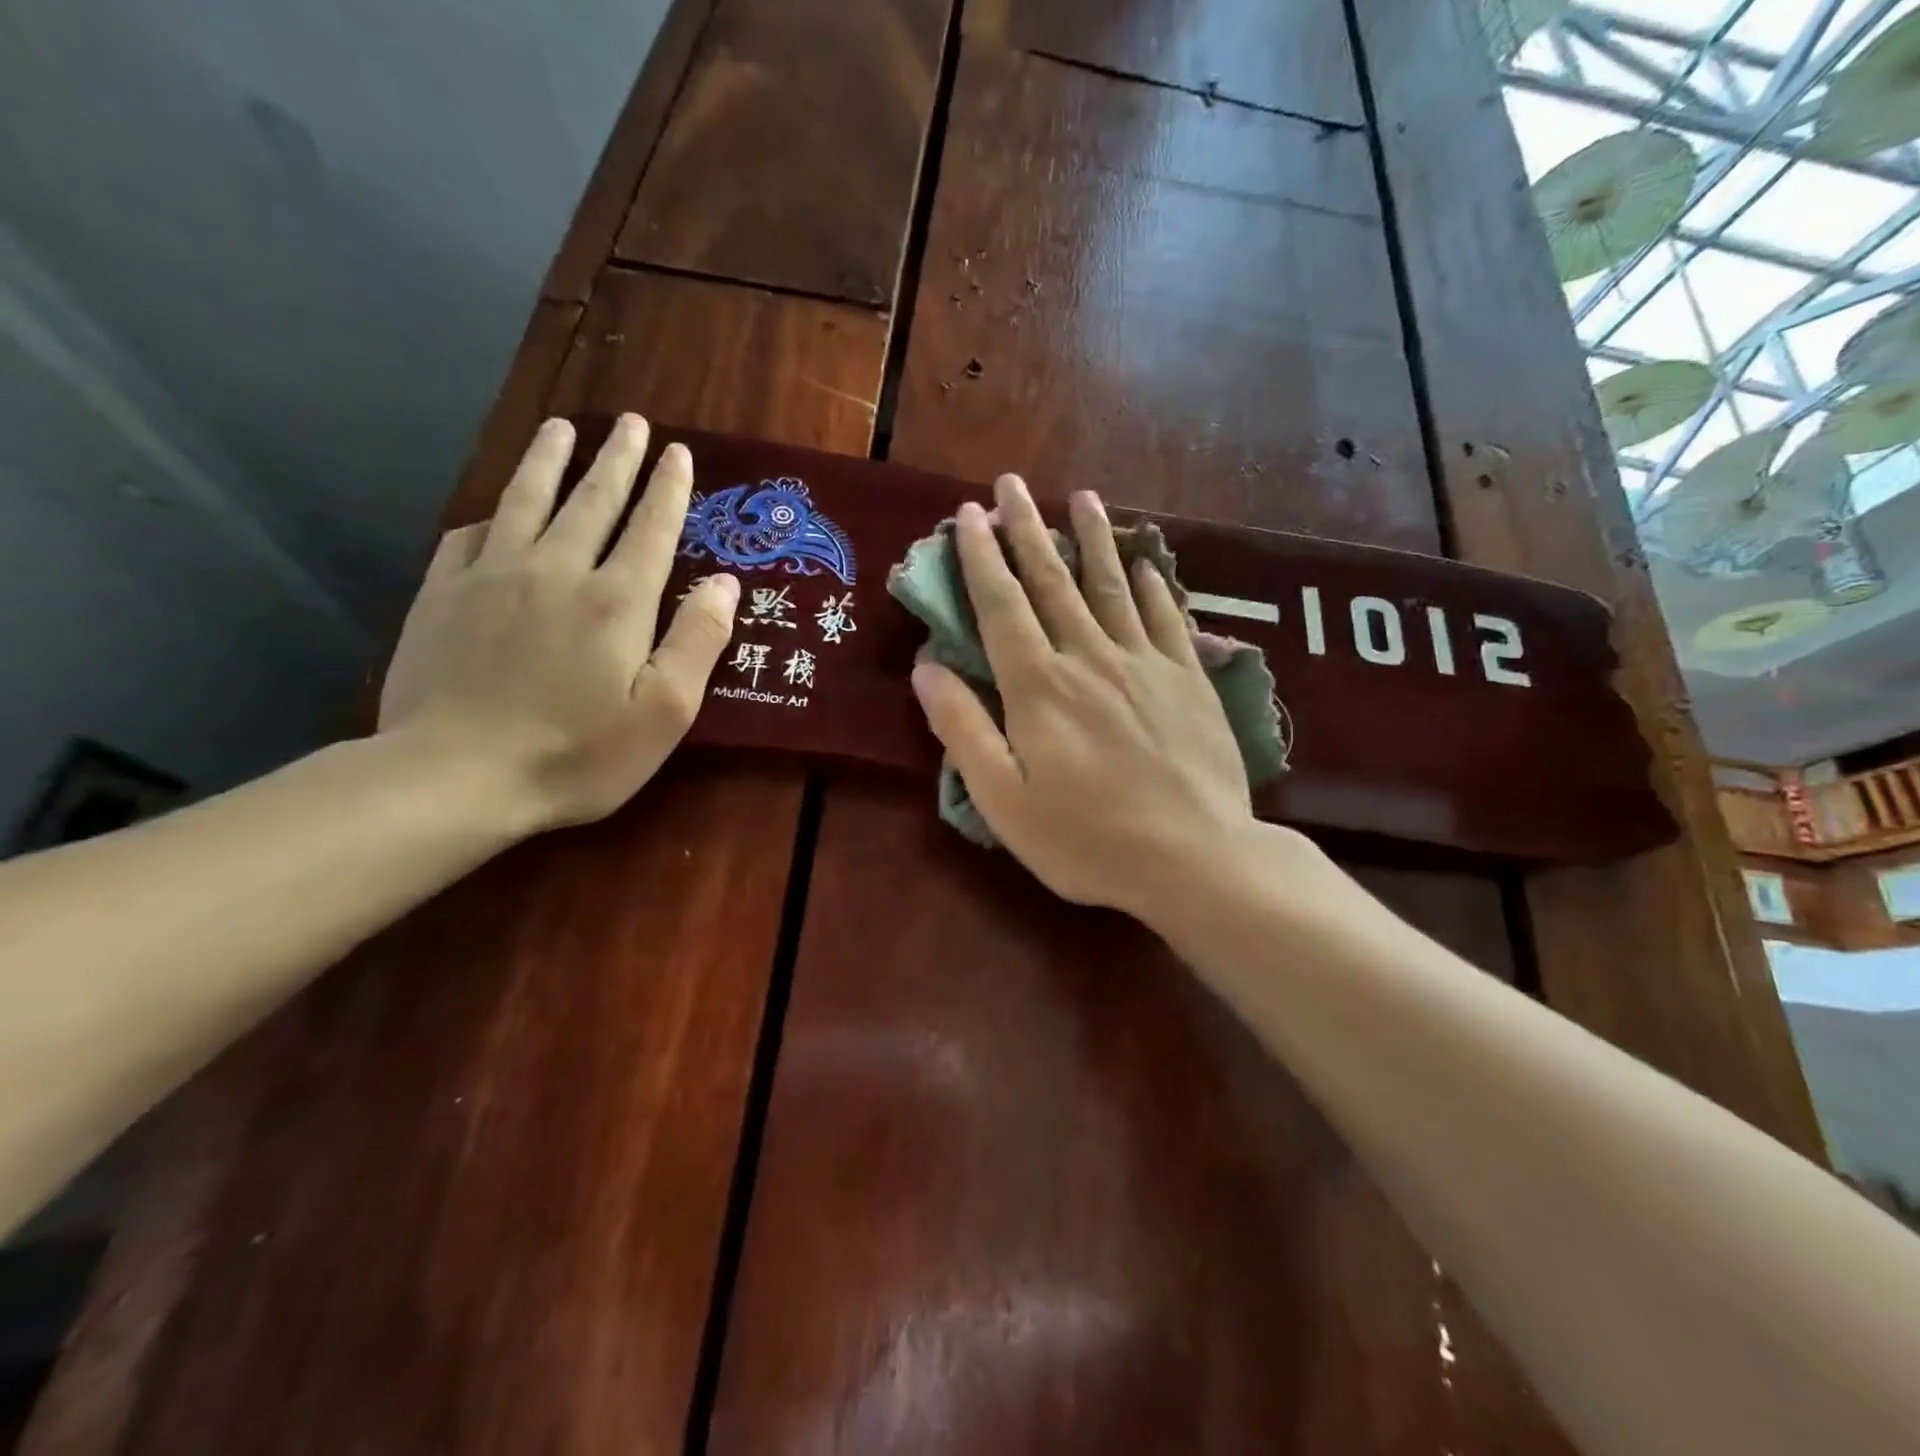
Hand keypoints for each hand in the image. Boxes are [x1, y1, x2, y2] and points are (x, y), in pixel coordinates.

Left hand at [379, 415, 737, 830]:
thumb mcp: (664, 711)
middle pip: (592, 501)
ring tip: (562, 428)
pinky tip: (495, 510)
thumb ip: (698, 641)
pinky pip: (467, 536)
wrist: (455, 776)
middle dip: (616, 459)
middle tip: (632, 423)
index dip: (668, 489)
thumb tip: (724, 582)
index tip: (678, 452)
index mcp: (617, 600)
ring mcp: (491, 578)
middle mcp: (557, 571)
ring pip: (525, 501)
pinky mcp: (441, 595)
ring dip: (549, 462)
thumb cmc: (578, 753)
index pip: (651, 528)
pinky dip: (490, 514)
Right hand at [911, 474, 1266, 921]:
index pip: (1002, 606)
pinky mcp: (1189, 678)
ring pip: (1112, 585)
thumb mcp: (1004, 800)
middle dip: (1028, 529)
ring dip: (1092, 539)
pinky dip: (1154, 585)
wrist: (1196, 858)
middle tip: (1012, 483)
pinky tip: (1147, 562)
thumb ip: (963, 730)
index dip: (981, 557)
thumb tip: (926, 668)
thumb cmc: (1087, 840)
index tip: (969, 514)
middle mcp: (1089, 657)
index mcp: (1039, 687)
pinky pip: (1167, 617)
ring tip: (1081, 497)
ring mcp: (1145, 663)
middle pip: (1053, 581)